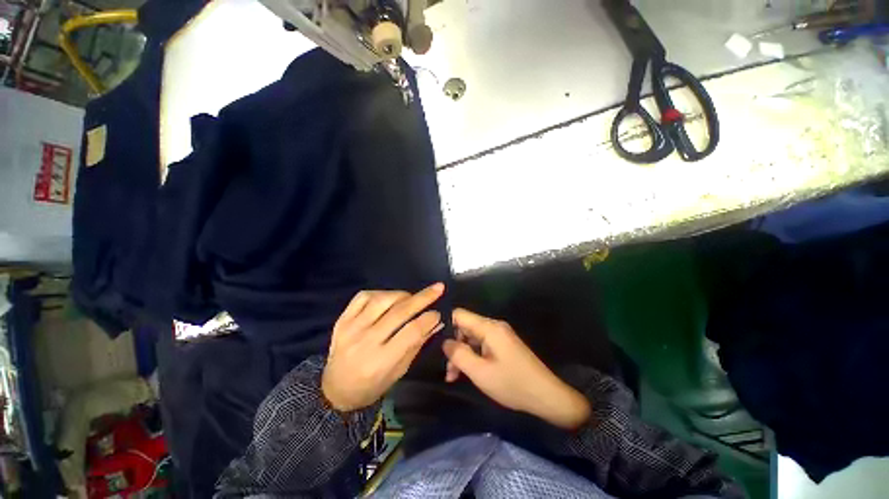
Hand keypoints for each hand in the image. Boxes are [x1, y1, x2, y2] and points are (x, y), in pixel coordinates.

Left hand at [322, 284, 444, 411]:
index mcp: (381, 361)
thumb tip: (436, 322)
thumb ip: (417, 344)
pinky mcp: (342, 319)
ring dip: (402, 295)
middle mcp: (365, 341)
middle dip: (423, 298)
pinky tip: (389, 298)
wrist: (335, 389)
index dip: (428, 319)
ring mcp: (351, 328)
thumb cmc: (372, 385)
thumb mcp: (399, 371)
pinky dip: (380, 293)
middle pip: (399, 312)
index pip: (411, 332)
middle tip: (438, 288)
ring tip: (411, 298)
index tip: (438, 313)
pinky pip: (363, 296)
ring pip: (382, 300)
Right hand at [443, 309, 591, 429]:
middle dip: (454, 345)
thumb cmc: (512, 384)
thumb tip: (444, 341)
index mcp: (489, 327)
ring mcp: (499, 335)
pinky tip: (467, 372)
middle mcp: (493, 326)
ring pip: (472, 337)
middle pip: (465, 327)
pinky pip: (481, 344)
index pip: (459, 314)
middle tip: (448, 369)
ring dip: (462, 354)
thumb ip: (458, 354)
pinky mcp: (502, 344)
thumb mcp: (480, 373)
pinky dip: (472, 356)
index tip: (434, 340)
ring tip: (454, 376)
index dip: (445, 324)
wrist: (546, 395)